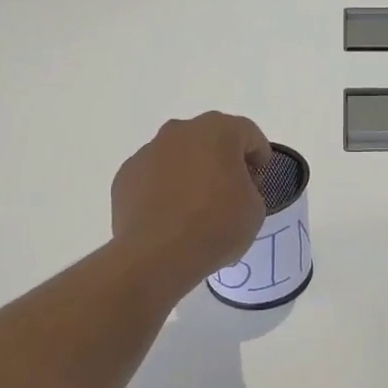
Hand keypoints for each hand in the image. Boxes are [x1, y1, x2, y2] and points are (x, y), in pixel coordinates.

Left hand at [111, 112, 270, 294]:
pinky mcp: (125, 176)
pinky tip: (172, 216)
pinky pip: (155, 176)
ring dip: (192, 172)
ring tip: (198, 207)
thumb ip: (249, 187)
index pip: (248, 133)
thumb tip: (231, 187)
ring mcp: (148, 152)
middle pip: (210, 138)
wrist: (157, 255)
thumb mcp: (255, 209)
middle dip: (223, 159)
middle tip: (232, 190)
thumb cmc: (216, 225)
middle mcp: (180, 132)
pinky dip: (166, 189)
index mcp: (218, 131)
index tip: (261, 180)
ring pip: (179, 156)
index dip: (259, 155)